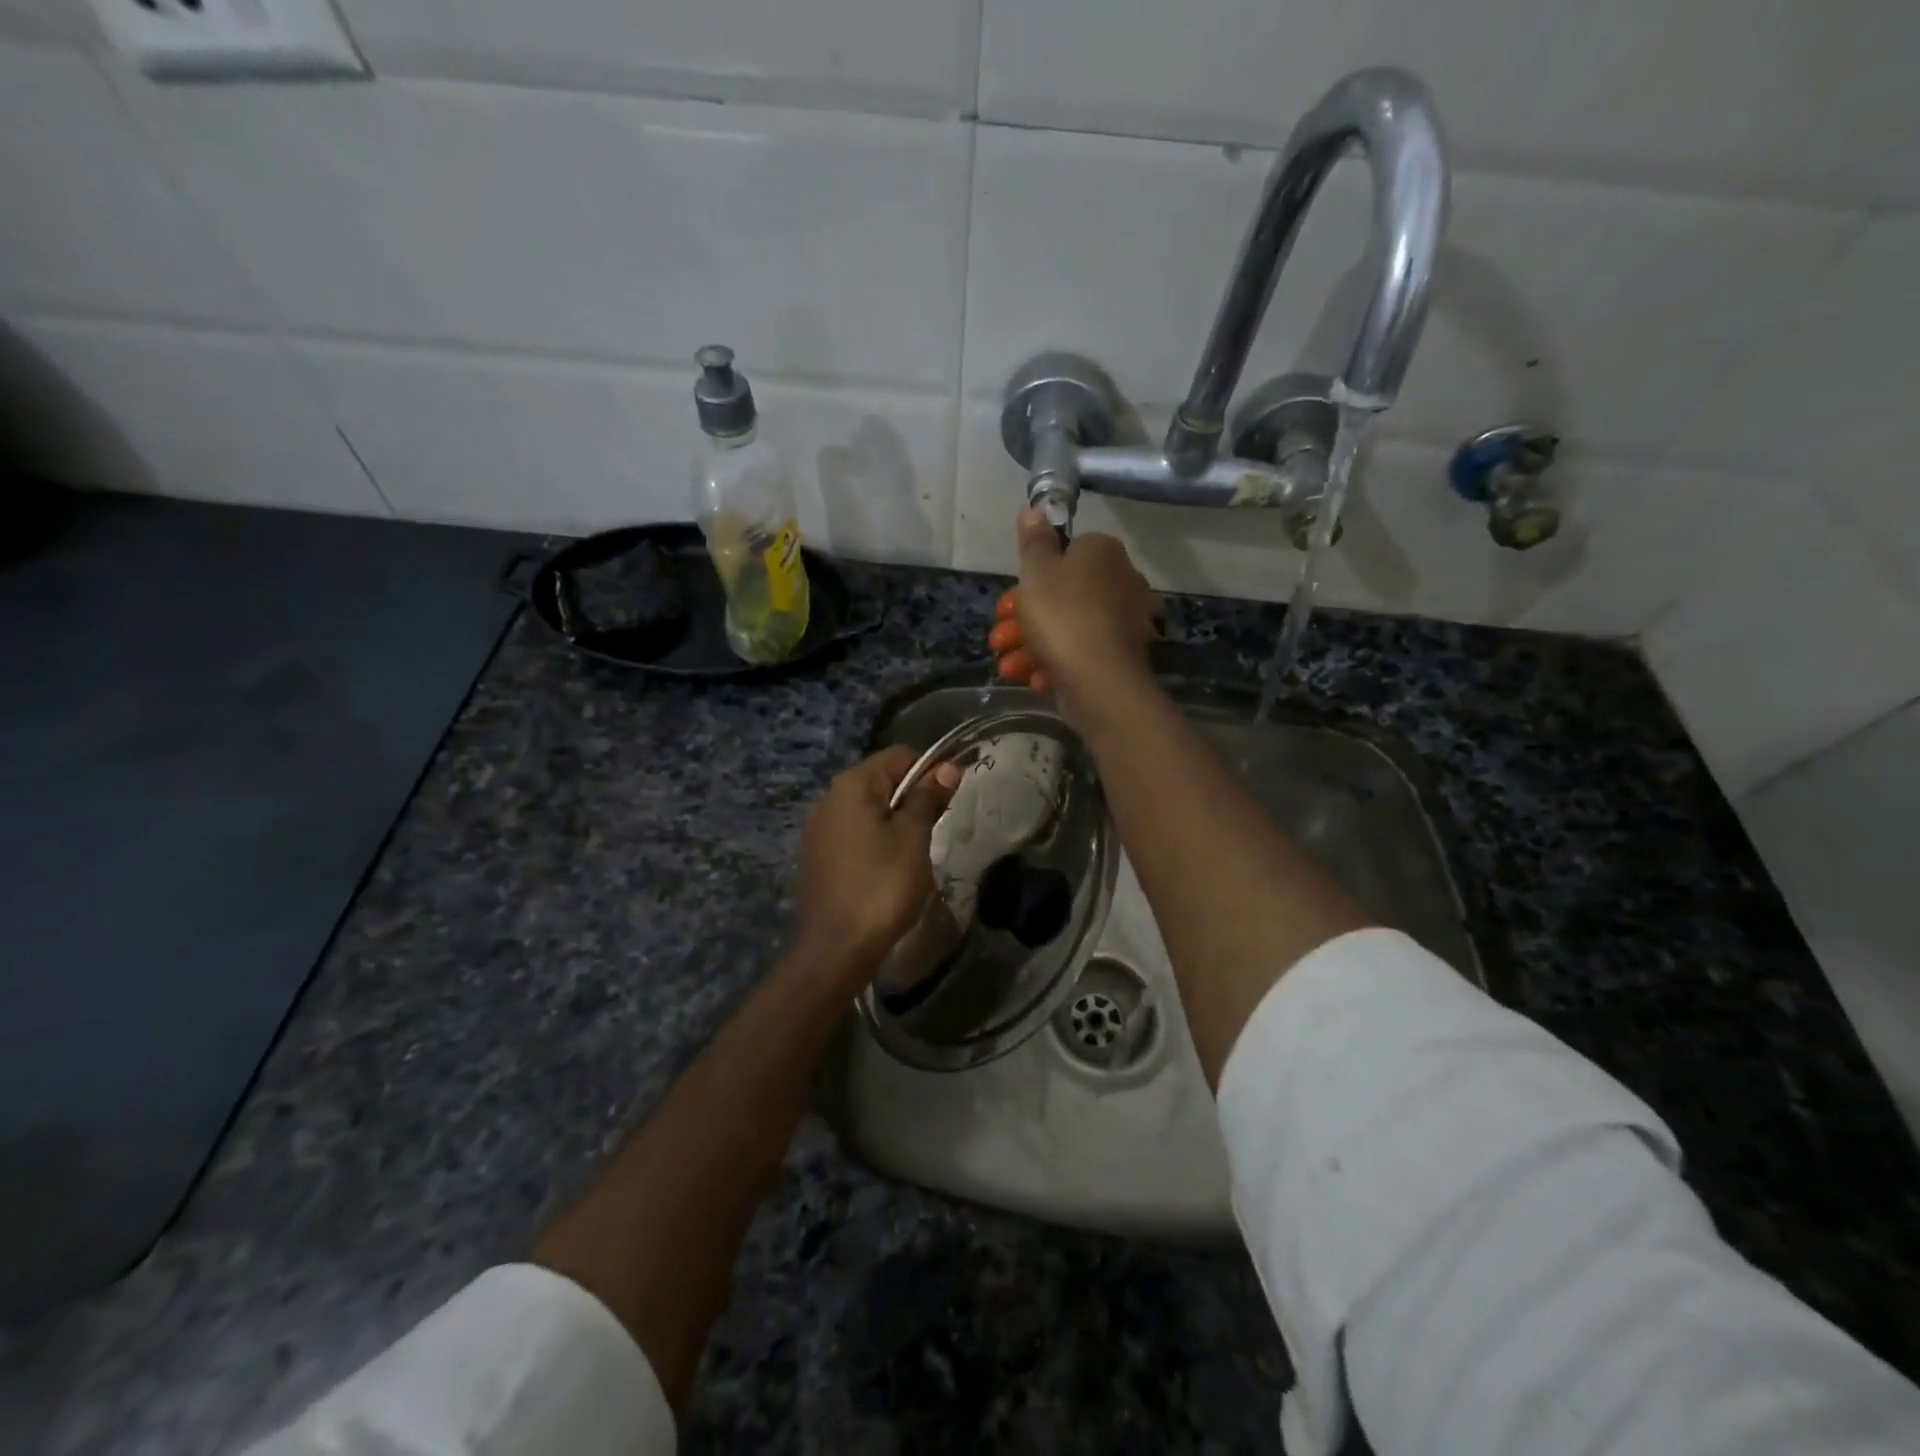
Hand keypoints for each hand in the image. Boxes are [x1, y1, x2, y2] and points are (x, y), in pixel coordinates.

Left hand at [794, 745, 959, 982]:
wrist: (837, 948)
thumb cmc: (882, 886)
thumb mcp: (913, 838)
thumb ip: (928, 798)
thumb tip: (947, 767)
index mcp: (852, 785)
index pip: (899, 756)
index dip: (931, 769)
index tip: (952, 797)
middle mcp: (828, 798)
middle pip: (881, 781)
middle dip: (912, 796)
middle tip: (936, 828)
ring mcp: (817, 829)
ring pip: (866, 809)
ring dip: (894, 820)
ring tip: (914, 852)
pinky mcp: (815, 857)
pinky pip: (852, 834)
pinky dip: (874, 840)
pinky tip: (886, 869)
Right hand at [988, 509, 1157, 723]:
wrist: (1100, 680)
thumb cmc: (1062, 616)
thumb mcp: (1036, 572)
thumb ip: (1034, 541)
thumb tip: (1035, 508)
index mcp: (1103, 552)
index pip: (1067, 551)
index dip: (1032, 576)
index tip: (1009, 600)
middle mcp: (1121, 580)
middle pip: (1063, 594)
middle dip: (1024, 619)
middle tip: (999, 639)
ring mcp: (1124, 620)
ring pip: (1069, 627)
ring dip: (1032, 645)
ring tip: (1007, 667)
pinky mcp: (1122, 655)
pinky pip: (1083, 651)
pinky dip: (1056, 663)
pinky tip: (1033, 678)